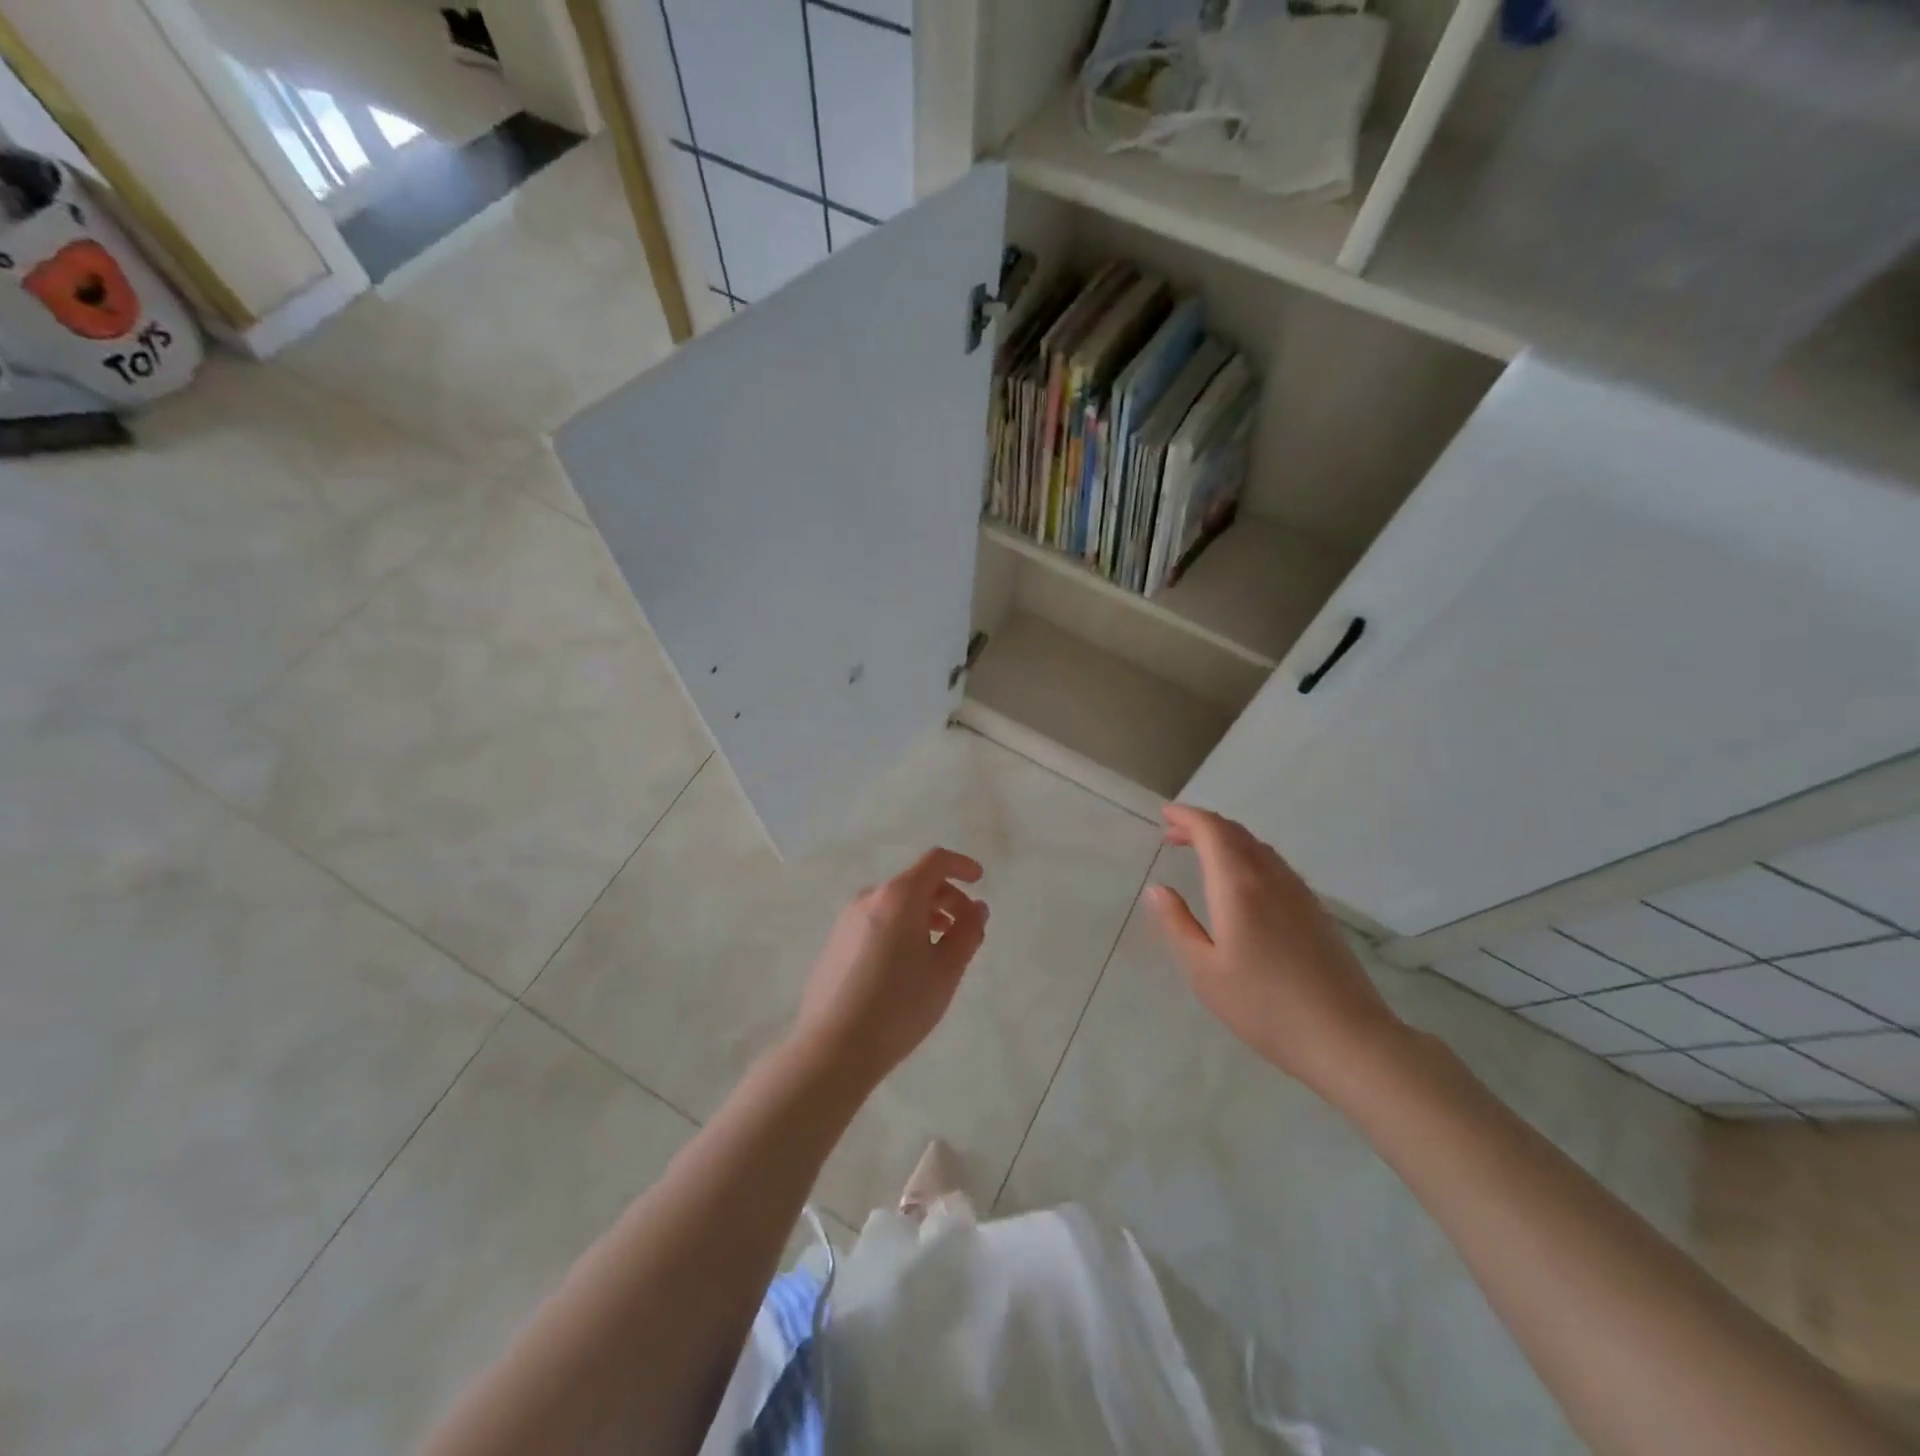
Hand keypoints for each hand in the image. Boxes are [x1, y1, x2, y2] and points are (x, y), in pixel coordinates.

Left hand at [790, 848, 988, 1090]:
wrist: (833, 1048)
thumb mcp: (946, 971)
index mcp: (899, 896)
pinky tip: (905, 966)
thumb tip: (977, 908)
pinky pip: (875, 922)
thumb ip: (967, 933)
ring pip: (894, 904)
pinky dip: (899, 928)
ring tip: (938, 948)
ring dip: (923, 915)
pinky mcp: (834, 944)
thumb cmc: (899, 1006)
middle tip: (965, 927)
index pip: (935, 862)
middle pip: (915, 882)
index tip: (979, 881)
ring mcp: (846, 921)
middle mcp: (869, 898)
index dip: (961, 865)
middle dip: (946, 897)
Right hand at [1149, 805, 1404, 1099]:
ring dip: (1226, 840)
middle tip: (1173, 834)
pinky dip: (1247, 856)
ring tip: (1200, 853)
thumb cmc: (1263, 1006)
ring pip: (1258, 847)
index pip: (1212, 831)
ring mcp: (1298, 892)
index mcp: (1239, 885)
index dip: (1186, 816)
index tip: (1164, 814)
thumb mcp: (1204, 971)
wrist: (1346, 1037)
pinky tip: (1240, 882)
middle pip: (1235, 833)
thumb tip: (1159, 889)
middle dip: (1202, 826)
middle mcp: (1270, 877)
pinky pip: (1274, 864)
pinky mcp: (1315, 909)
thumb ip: (1178, 924)